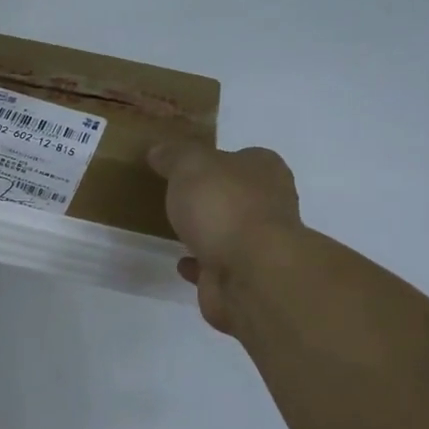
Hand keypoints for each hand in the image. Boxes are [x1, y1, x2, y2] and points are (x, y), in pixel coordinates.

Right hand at [149, 141, 302, 335]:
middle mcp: (269, 205)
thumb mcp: (191, 166)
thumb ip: (174, 156)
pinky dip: (199, 264)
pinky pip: (216, 266)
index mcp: (264, 171)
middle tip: (177, 197)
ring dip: (207, 233)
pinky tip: (180, 261)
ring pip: (228, 233)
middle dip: (212, 198)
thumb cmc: (224, 207)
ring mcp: (259, 245)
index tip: (187, 166)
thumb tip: (159, 150)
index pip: (242, 157)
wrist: (249, 274)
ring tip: (175, 229)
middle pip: (236, 195)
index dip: (216, 160)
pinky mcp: (244, 278)